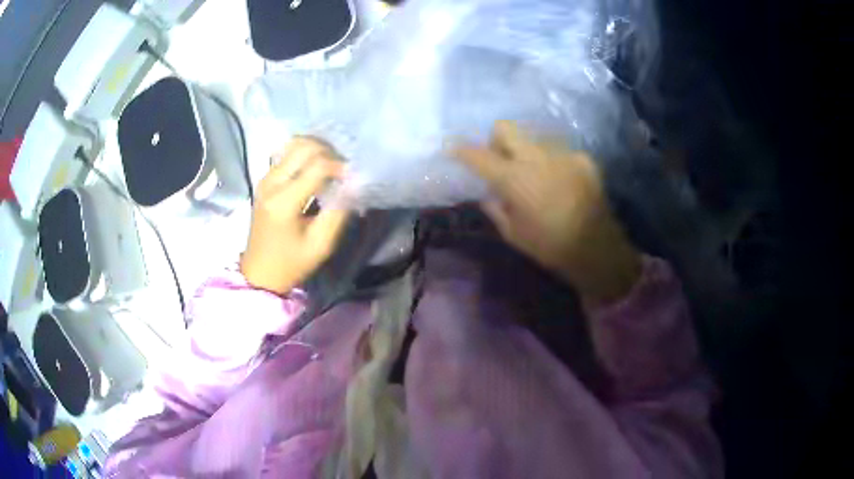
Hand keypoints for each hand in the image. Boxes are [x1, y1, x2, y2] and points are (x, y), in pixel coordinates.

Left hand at [240, 137, 349, 294]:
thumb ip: (338, 212)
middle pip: (304, 146)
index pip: (318, 165)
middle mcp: (272, 183)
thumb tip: (353, 184)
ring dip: (317, 150)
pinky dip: (305, 154)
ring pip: (294, 145)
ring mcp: (265, 179)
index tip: (352, 178)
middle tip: (342, 169)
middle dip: (329, 152)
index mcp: (284, 202)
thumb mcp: (321, 244)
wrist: (260, 273)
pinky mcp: (265, 180)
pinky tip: (316, 168)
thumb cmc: (292, 263)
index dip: (340, 166)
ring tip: (331, 166)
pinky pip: (286, 154)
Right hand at [454, 121, 641, 307]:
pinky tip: (559, 181)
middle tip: (500, 159)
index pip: (479, 156)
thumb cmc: (550, 247)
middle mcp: (536, 157)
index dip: (462, 150)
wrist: (598, 248)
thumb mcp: (514, 234)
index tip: (452, 148)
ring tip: (535, 173)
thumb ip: (496, 208)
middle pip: (505, 127)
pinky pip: (558, 151)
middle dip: (496, 139)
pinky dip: (551, 162)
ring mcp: (562, 154)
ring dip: (526, 150)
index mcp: (514, 179)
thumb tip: (489, 193)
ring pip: (533, 136)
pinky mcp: (582, 158)